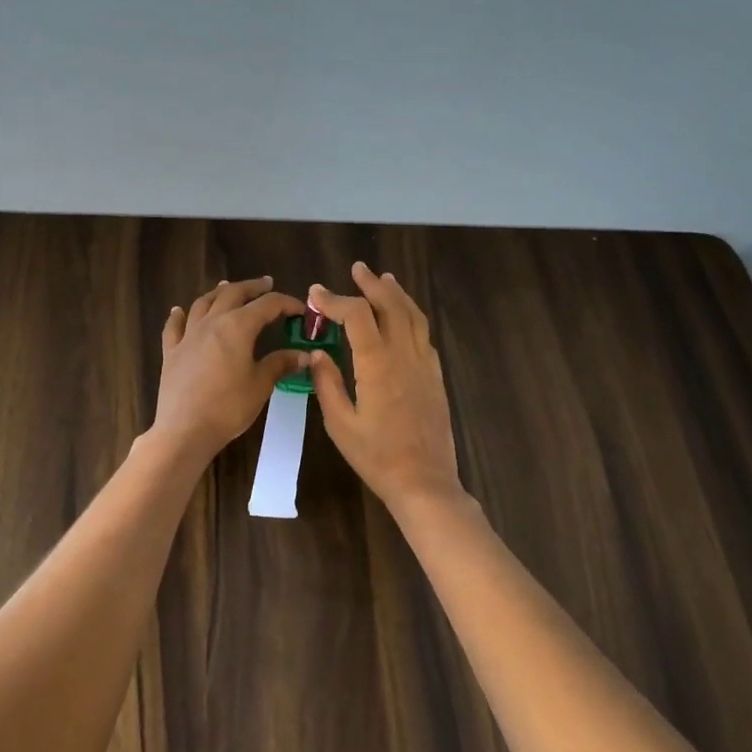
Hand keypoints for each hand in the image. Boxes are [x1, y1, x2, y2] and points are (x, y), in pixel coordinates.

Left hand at [150, 277, 308, 464]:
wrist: (185, 430)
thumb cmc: (229, 407)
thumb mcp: (261, 385)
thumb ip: (280, 364)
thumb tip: (303, 354)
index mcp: (238, 326)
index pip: (267, 305)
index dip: (286, 303)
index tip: (300, 311)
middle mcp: (212, 322)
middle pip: (233, 294)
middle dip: (252, 287)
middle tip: (266, 284)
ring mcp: (188, 336)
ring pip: (203, 303)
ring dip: (218, 292)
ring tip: (227, 286)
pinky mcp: (171, 352)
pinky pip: (174, 327)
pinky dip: (178, 315)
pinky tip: (179, 310)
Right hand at [309, 263, 463, 517]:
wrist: (424, 481)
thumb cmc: (376, 457)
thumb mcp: (340, 424)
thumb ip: (328, 384)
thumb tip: (317, 354)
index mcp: (377, 364)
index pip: (357, 316)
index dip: (335, 300)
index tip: (316, 293)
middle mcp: (404, 356)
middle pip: (390, 306)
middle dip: (371, 285)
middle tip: (357, 269)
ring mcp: (424, 364)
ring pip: (413, 316)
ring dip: (396, 294)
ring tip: (384, 279)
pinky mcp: (435, 376)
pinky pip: (424, 335)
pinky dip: (412, 316)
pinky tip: (404, 317)